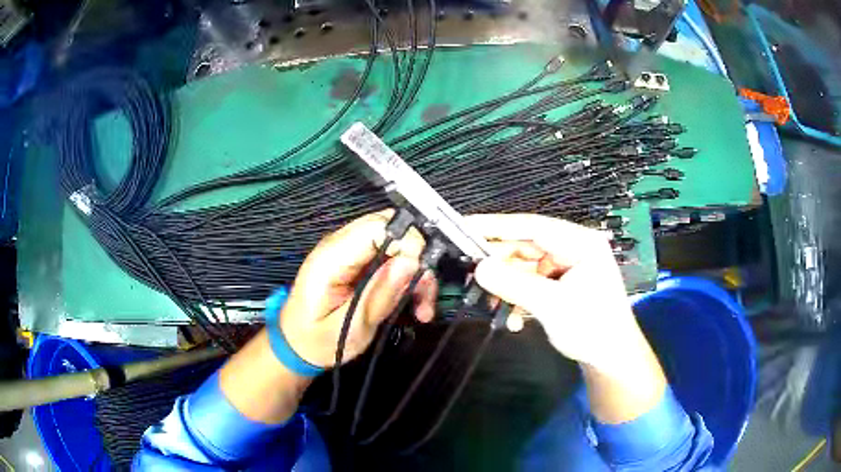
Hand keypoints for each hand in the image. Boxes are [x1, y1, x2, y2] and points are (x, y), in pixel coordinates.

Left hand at [279, 210, 436, 368]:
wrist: (298, 344)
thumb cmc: (317, 341)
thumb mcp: (350, 329)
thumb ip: (378, 295)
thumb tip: (411, 262)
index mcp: (332, 257)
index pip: (378, 226)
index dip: (408, 242)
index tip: (422, 275)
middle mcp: (341, 245)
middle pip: (392, 228)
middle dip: (417, 257)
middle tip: (425, 292)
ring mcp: (351, 252)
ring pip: (398, 243)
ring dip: (417, 272)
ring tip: (423, 308)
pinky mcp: (360, 262)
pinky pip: (393, 258)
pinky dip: (409, 278)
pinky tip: (415, 304)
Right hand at [469, 214, 641, 374]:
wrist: (611, 360)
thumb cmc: (592, 328)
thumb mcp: (552, 306)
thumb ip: (514, 285)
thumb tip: (479, 268)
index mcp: (581, 243)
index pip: (532, 226)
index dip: (496, 226)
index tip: (465, 226)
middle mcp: (572, 249)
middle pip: (525, 247)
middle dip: (500, 265)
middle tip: (472, 278)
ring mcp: (566, 267)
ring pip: (524, 267)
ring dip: (507, 287)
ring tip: (492, 305)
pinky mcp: (560, 284)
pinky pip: (530, 283)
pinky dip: (518, 298)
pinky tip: (512, 318)